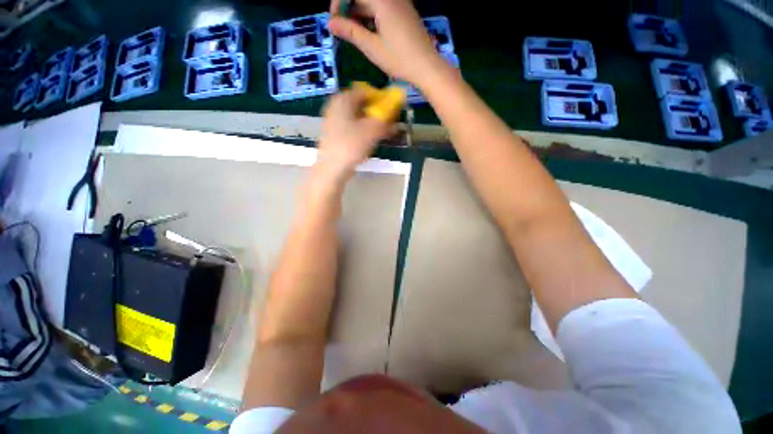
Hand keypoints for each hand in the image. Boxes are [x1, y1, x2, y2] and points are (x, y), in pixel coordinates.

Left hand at [316, 88, 391, 175]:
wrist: (332, 168)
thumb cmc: (351, 146)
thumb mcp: (373, 131)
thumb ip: (386, 122)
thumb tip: (396, 119)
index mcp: (343, 99)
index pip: (365, 91)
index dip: (380, 99)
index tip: (391, 110)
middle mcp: (335, 106)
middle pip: (360, 104)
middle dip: (376, 113)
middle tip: (387, 123)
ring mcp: (332, 121)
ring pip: (356, 117)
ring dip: (370, 123)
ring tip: (381, 134)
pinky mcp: (333, 134)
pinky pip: (350, 127)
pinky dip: (361, 131)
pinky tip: (368, 142)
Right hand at [329, 0, 446, 88]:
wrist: (427, 66)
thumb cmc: (399, 59)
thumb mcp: (372, 47)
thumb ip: (351, 32)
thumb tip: (331, 23)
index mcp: (382, 0)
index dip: (338, 4)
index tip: (334, 23)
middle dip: (349, 10)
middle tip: (343, 31)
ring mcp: (400, 4)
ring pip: (372, 3)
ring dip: (360, 15)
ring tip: (355, 36)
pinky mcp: (405, 13)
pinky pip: (383, 8)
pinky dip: (372, 18)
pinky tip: (370, 34)